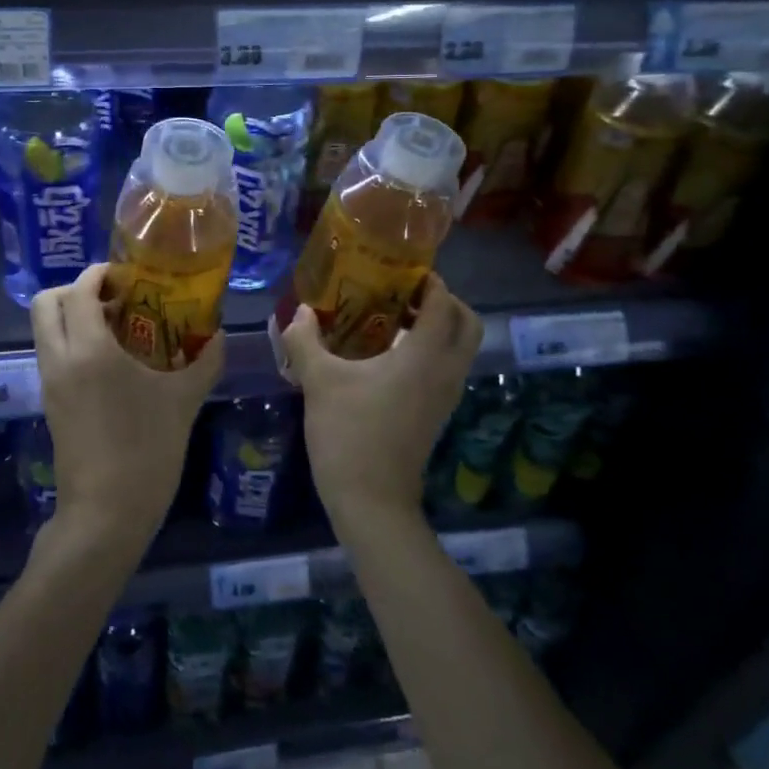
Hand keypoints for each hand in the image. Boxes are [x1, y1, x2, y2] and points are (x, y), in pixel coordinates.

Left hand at [31, 263, 224, 542]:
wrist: (106, 514)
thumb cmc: (146, 451)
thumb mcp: (183, 401)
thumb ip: (204, 361)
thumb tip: (219, 335)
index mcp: (90, 350)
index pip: (78, 291)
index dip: (98, 274)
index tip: (127, 277)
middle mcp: (60, 359)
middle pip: (45, 303)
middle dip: (74, 289)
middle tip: (114, 298)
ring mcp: (50, 383)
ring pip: (44, 330)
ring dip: (72, 316)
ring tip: (117, 328)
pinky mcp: (50, 403)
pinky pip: (52, 354)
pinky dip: (71, 342)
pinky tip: (111, 362)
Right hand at [278, 275, 482, 525]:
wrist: (371, 501)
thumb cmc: (349, 433)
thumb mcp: (319, 381)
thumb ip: (305, 339)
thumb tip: (301, 311)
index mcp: (424, 356)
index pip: (443, 303)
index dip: (428, 280)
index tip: (402, 267)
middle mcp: (445, 371)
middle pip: (467, 323)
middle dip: (443, 301)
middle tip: (404, 292)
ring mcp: (445, 396)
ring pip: (459, 348)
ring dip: (437, 326)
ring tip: (391, 317)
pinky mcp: (436, 413)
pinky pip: (446, 367)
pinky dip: (430, 350)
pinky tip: (386, 354)